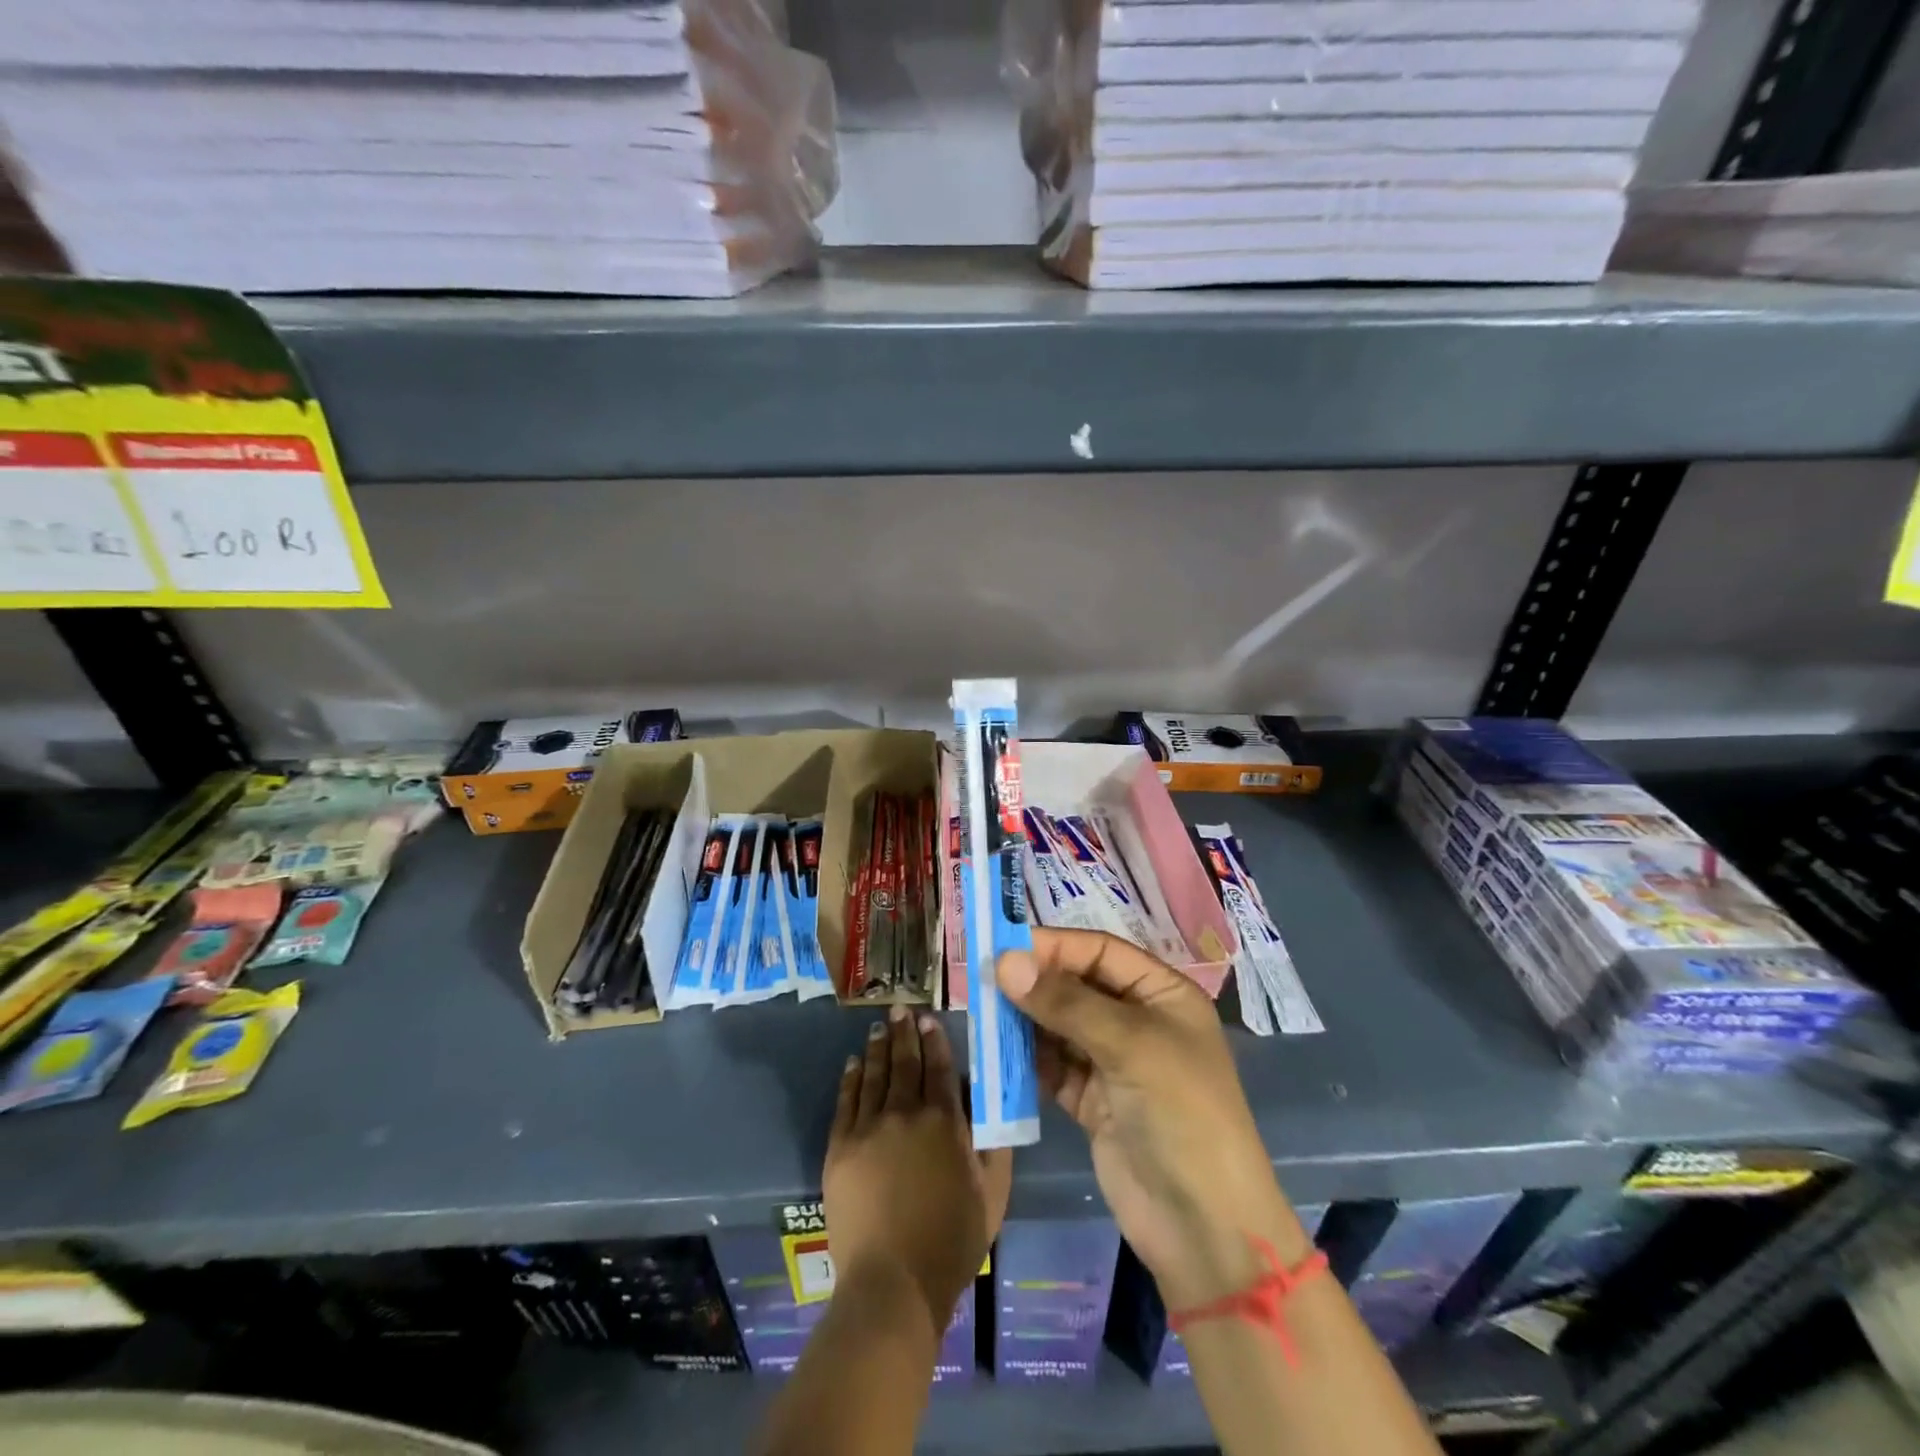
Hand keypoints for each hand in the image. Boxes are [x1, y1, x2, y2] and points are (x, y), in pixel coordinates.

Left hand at [824, 1006, 1012, 1332]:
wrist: (893, 1283)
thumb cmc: (951, 1241)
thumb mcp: (992, 1194)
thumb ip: (994, 1144)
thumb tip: (990, 1105)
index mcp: (944, 1122)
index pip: (939, 1067)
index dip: (934, 1039)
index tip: (927, 1018)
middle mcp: (905, 1113)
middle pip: (905, 1062)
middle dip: (903, 1032)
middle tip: (899, 1008)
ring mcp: (869, 1128)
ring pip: (875, 1075)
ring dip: (878, 1048)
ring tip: (877, 1028)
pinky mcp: (840, 1147)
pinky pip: (846, 1101)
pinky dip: (851, 1078)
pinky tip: (853, 1063)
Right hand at [997, 929, 1306, 1308]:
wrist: (1203, 1228)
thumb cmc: (1181, 1114)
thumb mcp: (1130, 1046)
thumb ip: (1065, 1003)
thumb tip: (1004, 962)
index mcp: (1162, 994)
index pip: (1100, 952)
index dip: (1054, 947)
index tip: (1002, 949)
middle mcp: (1137, 1021)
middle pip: (1077, 986)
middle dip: (1034, 983)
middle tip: (982, 981)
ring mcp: (1114, 1063)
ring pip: (1059, 1026)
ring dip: (1024, 1020)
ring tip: (982, 1013)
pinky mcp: (1092, 1102)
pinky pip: (1052, 1067)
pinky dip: (1026, 1059)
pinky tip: (997, 1052)